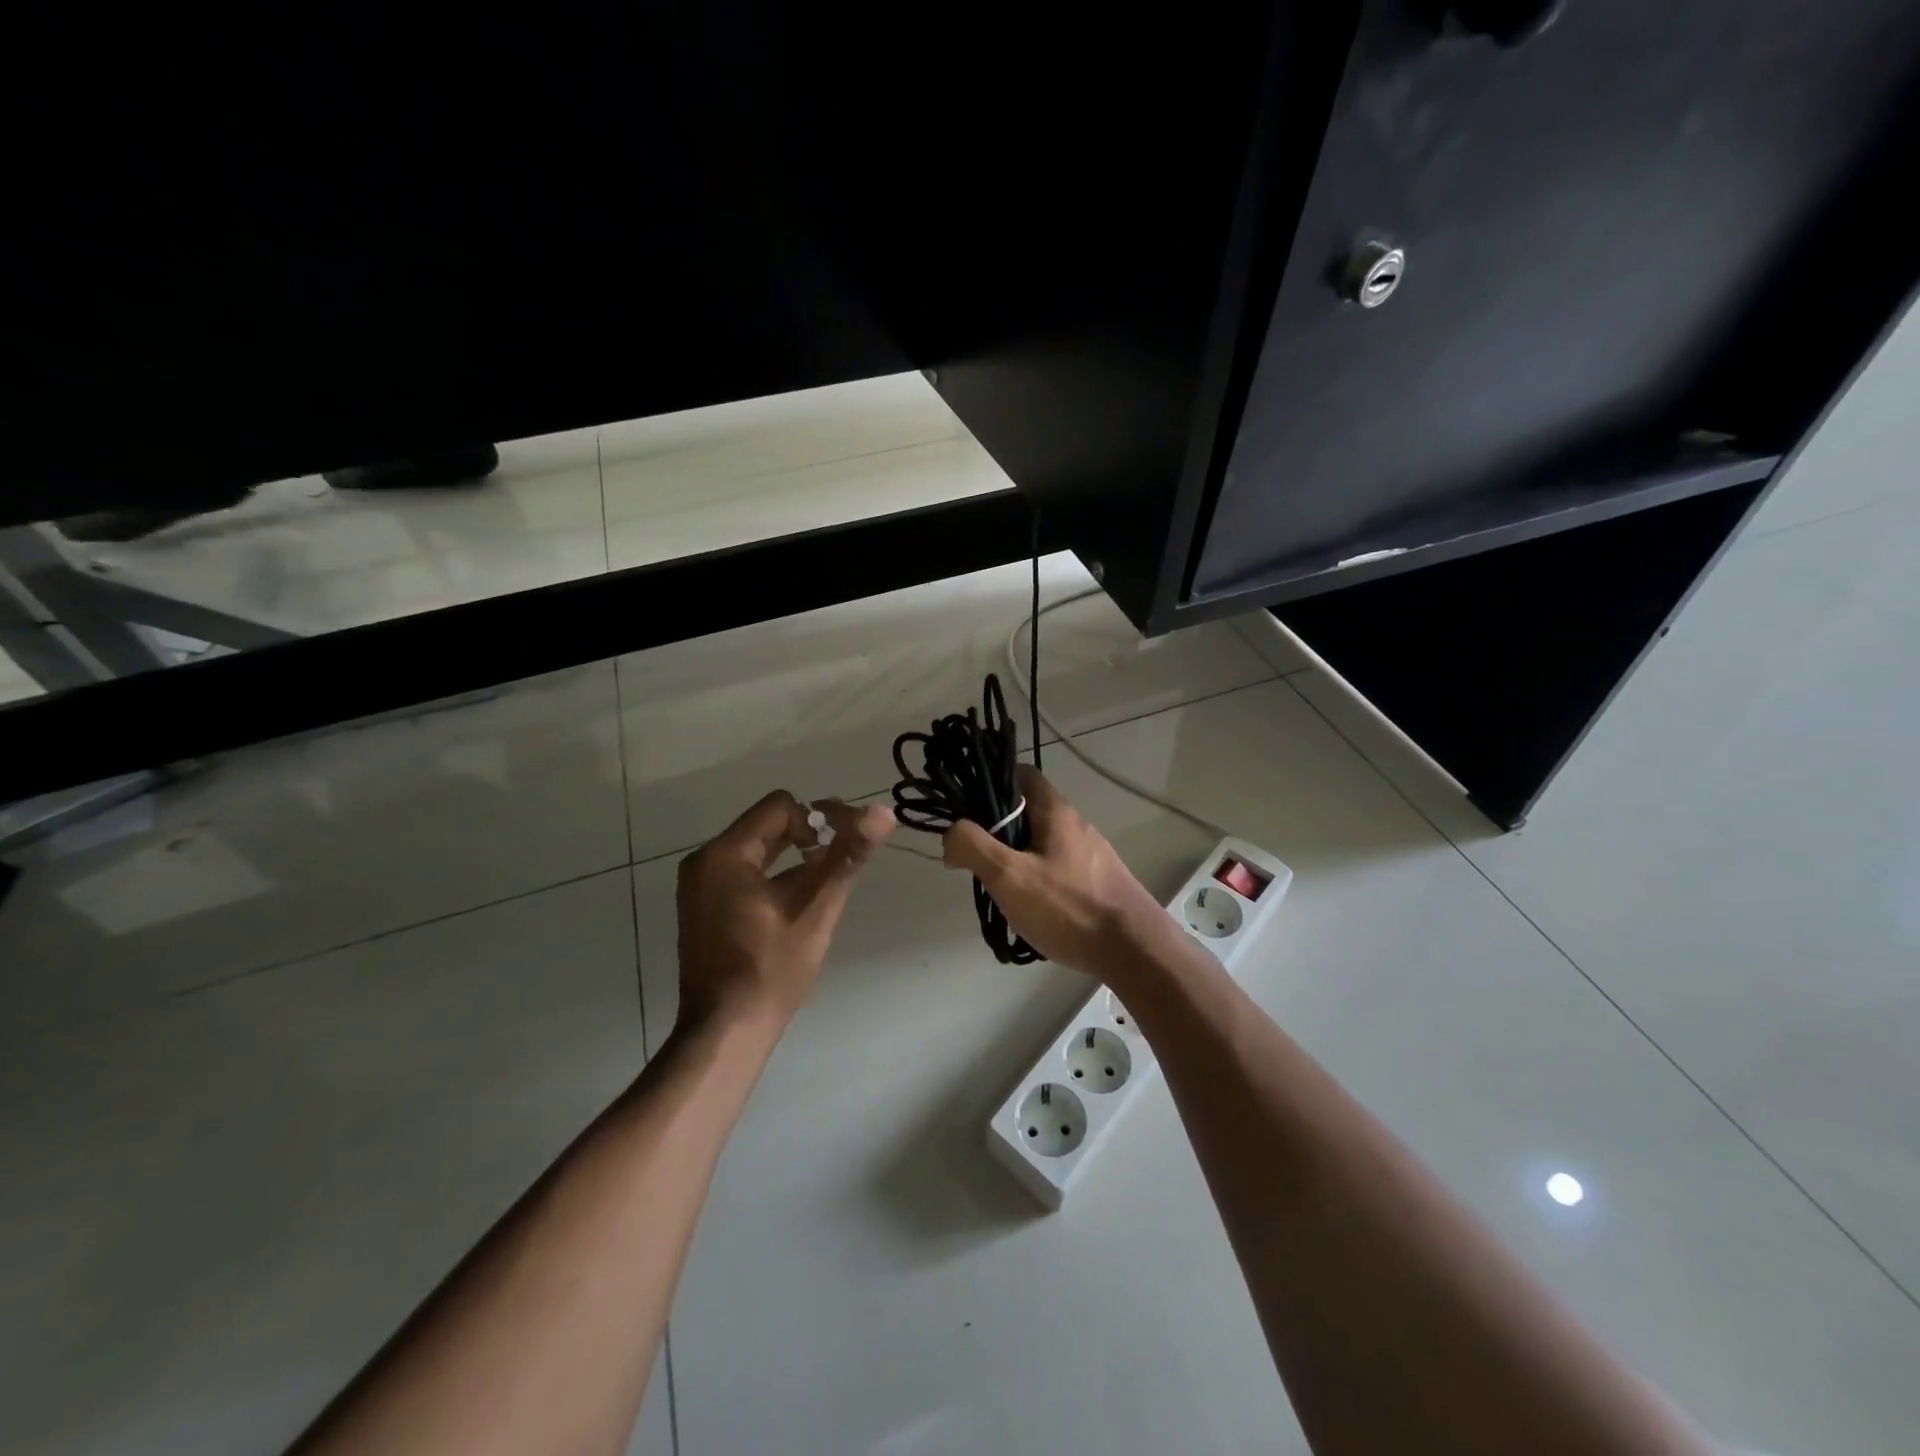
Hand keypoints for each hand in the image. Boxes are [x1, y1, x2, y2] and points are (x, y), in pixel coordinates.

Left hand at [676, 791, 895, 1031]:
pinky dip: (774, 876)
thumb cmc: (770, 970)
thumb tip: (882, 813)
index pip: (781, 807)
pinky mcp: (703, 907)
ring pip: (758, 849)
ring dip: (794, 858)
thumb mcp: (815, 910)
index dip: (820, 819)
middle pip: (768, 825)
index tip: (844, 847)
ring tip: (825, 886)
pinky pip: (744, 872)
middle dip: (810, 837)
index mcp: (725, 854)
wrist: (725, 1032)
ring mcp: (699, 886)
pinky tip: (797, 904)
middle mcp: (704, 861)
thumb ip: (846, 857)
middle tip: (842, 863)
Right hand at [940, 767, 1162, 971]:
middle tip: (978, 862)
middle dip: (998, 833)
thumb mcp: (1009, 876)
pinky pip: (1058, 870)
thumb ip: (973, 846)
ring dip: (1016, 861)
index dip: (991, 784)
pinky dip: (1038, 882)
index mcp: (1055, 811)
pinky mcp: (1098, 881)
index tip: (967, 810)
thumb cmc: (1068, 907)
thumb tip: (952, 834)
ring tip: (1000, 893)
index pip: (1021, 774)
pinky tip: (1031, 912)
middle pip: (1027, 812)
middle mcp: (1075, 824)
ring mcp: (1091, 854)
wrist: (1135, 951)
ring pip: (1041, 844)